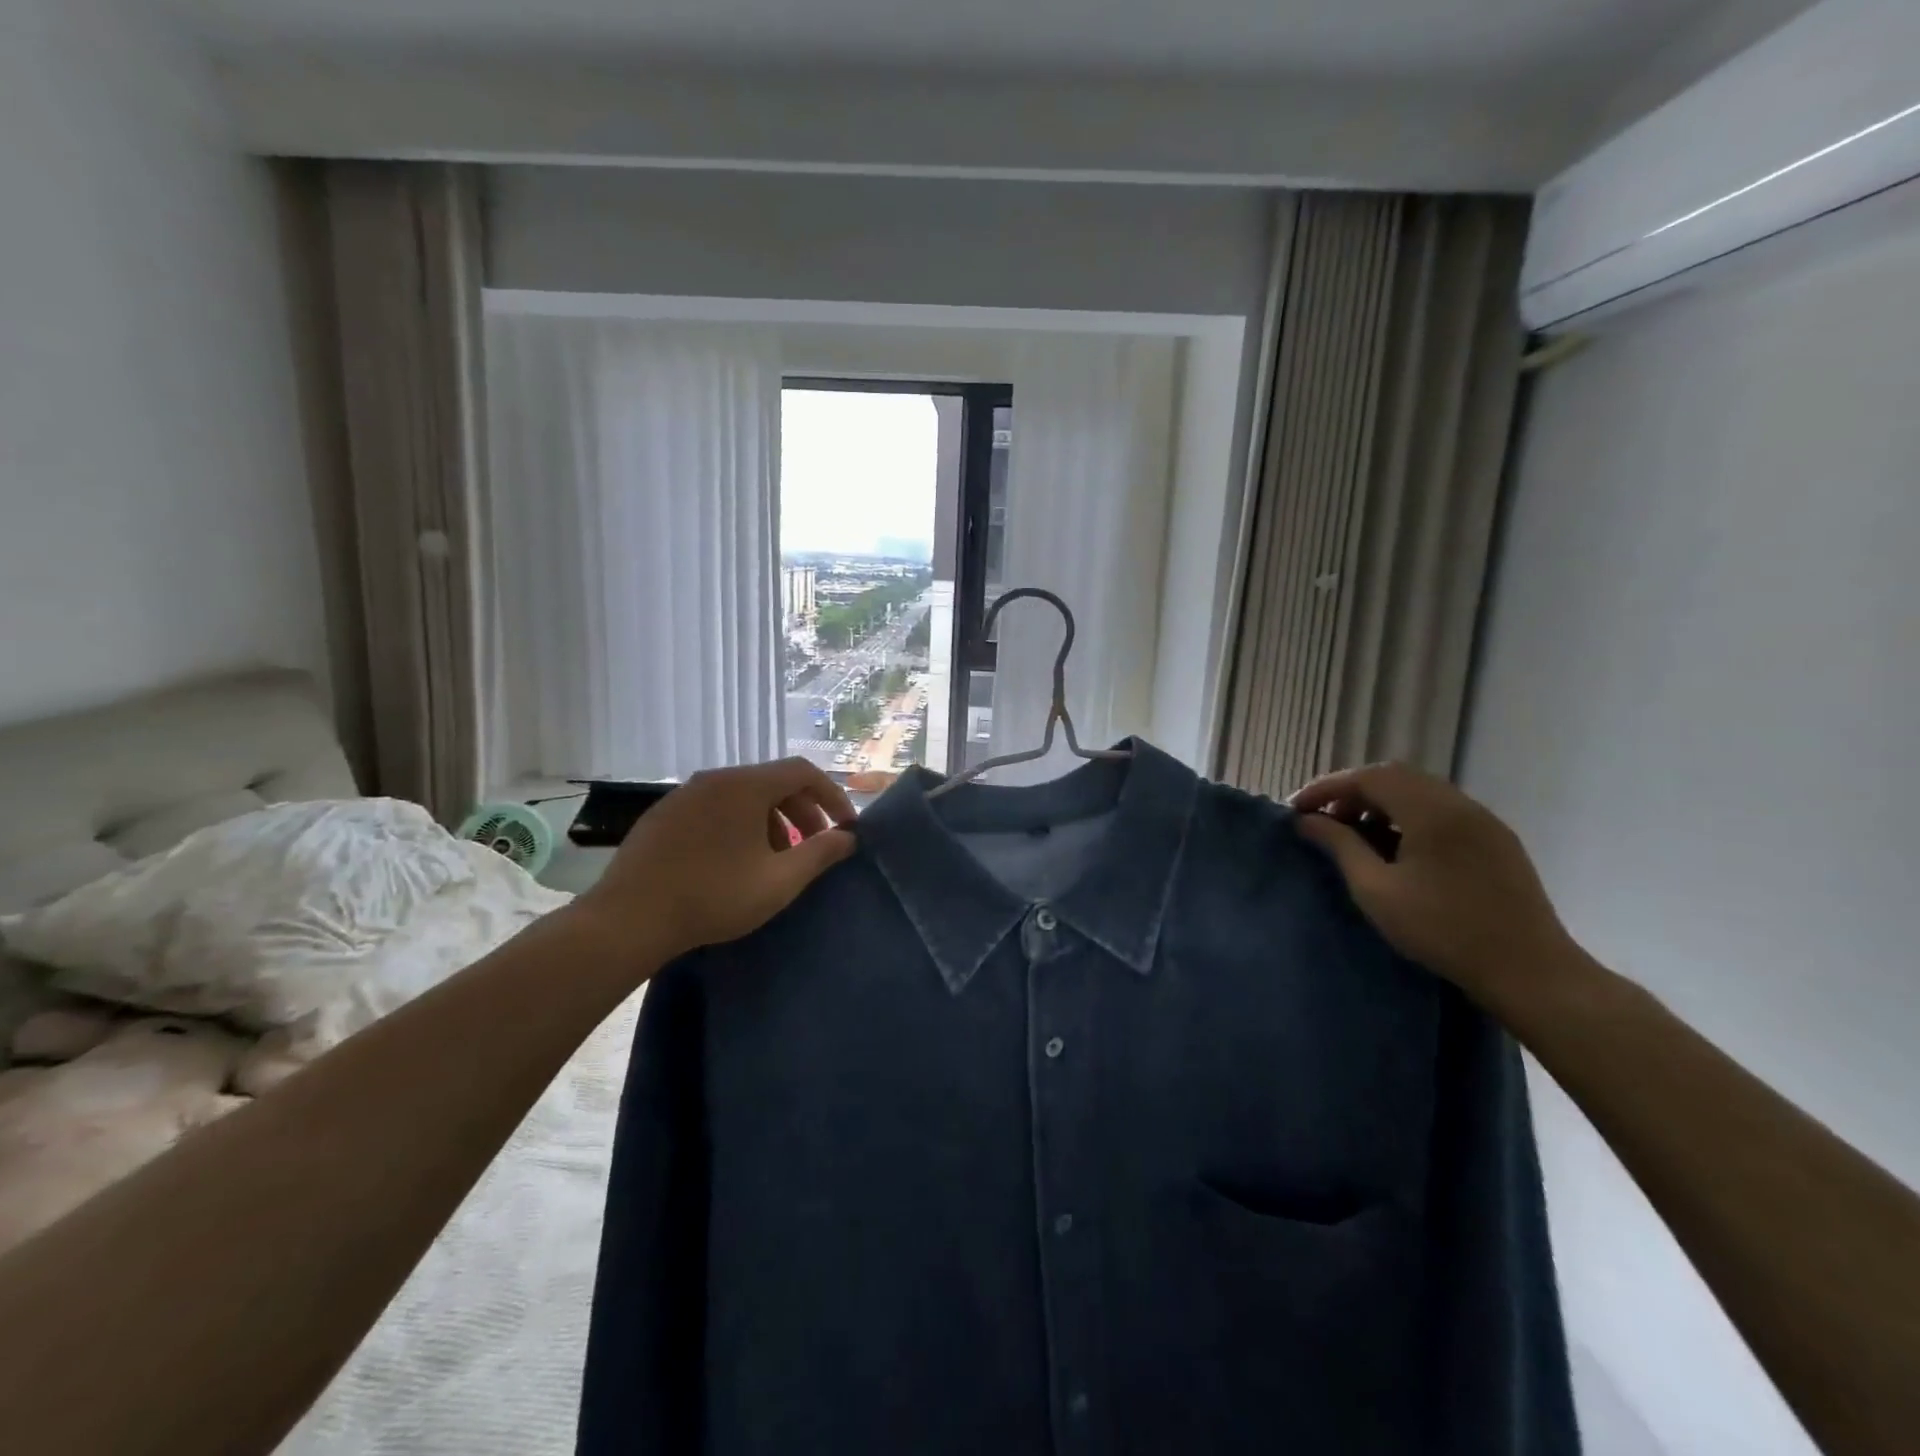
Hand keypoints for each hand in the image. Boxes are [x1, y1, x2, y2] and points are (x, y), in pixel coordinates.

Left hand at [572, 759, 856, 966]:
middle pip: (773, 782)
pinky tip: (736, 862)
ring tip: (777, 860)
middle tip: (815, 847)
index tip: (845, 827)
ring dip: (772, 821)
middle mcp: (715, 778)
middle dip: (803, 811)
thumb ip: (820, 854)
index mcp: (745, 785)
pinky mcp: (664, 815)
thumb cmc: (714, 897)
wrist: (628, 919)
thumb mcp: (779, 881)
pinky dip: (740, 825)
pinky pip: (716, 808)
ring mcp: (685, 794)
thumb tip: (847, 837)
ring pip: (743, 797)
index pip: (803, 771)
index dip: (832, 795)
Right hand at [1289, 763, 1579, 1012]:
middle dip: (1352, 792)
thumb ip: (1339, 846)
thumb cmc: (1443, 930)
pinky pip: (1442, 810)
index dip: (1326, 788)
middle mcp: (1459, 803)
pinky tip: (1396, 847)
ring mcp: (1483, 820)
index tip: (1296, 809)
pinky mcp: (1496, 840)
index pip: (1368, 777)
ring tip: (1355, 834)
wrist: (1530, 971)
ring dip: (1380, 803)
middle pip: (1394, 777)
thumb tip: (1306, 821)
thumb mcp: (1376, 890)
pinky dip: (1408, 815)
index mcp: (1431, 810)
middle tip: (1323, 819)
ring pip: (1419, 792)